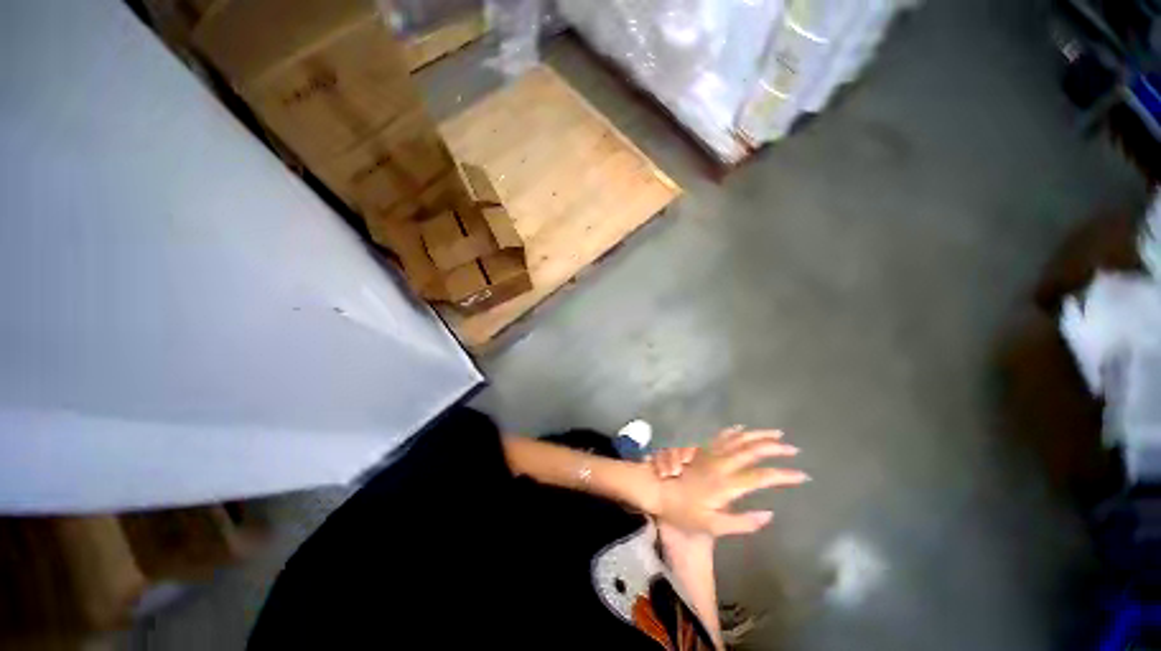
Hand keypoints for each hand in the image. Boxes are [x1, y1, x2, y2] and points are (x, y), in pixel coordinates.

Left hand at [656, 426, 806, 536]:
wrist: (656, 488)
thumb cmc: (683, 511)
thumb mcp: (712, 526)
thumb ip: (742, 522)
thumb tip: (769, 515)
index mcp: (727, 484)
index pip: (761, 477)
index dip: (783, 475)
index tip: (802, 476)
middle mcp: (721, 463)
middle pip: (752, 451)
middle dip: (775, 448)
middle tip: (793, 449)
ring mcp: (711, 453)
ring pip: (738, 439)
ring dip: (758, 435)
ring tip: (776, 433)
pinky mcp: (702, 449)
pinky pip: (721, 435)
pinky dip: (735, 431)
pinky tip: (742, 428)